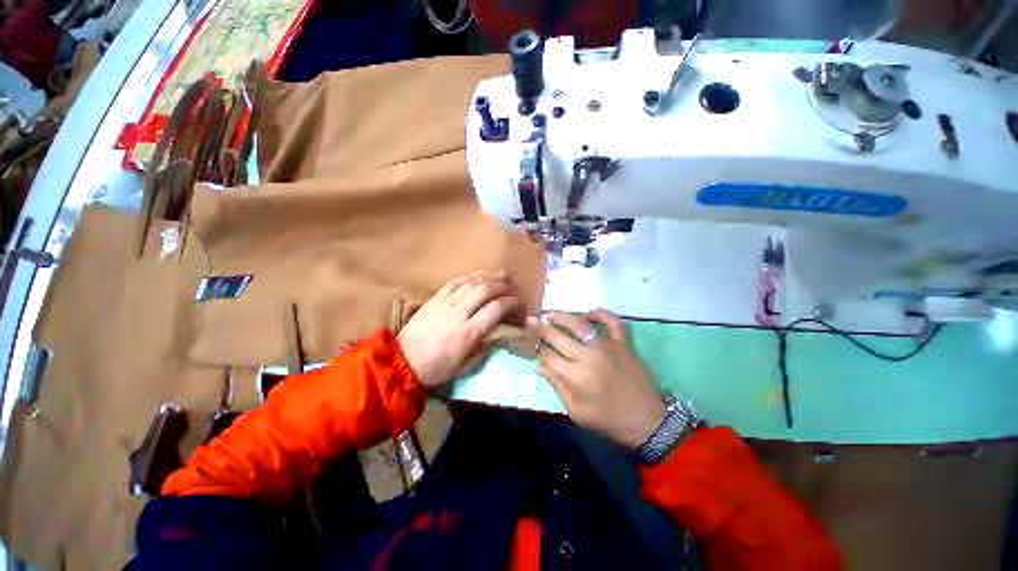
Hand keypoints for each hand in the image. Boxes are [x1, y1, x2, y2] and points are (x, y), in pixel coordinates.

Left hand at [398, 272, 522, 387]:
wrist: (401, 362)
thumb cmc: (436, 369)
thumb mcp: (465, 366)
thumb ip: (485, 347)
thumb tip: (499, 332)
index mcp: (468, 332)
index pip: (497, 308)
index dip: (513, 303)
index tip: (520, 306)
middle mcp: (458, 313)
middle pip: (486, 289)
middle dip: (504, 285)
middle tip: (513, 289)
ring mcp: (445, 303)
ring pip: (471, 282)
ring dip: (489, 278)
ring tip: (500, 278)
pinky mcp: (434, 299)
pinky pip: (455, 282)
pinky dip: (469, 277)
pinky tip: (478, 278)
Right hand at [537, 310, 665, 449]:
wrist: (648, 422)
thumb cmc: (608, 420)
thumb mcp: (577, 412)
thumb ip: (557, 386)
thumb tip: (540, 366)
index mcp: (576, 376)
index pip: (549, 356)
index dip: (537, 349)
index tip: (530, 343)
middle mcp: (589, 356)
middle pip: (559, 337)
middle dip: (541, 329)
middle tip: (531, 321)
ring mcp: (608, 346)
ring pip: (581, 324)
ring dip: (563, 317)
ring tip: (551, 314)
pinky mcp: (624, 343)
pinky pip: (612, 321)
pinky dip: (601, 314)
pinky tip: (589, 314)